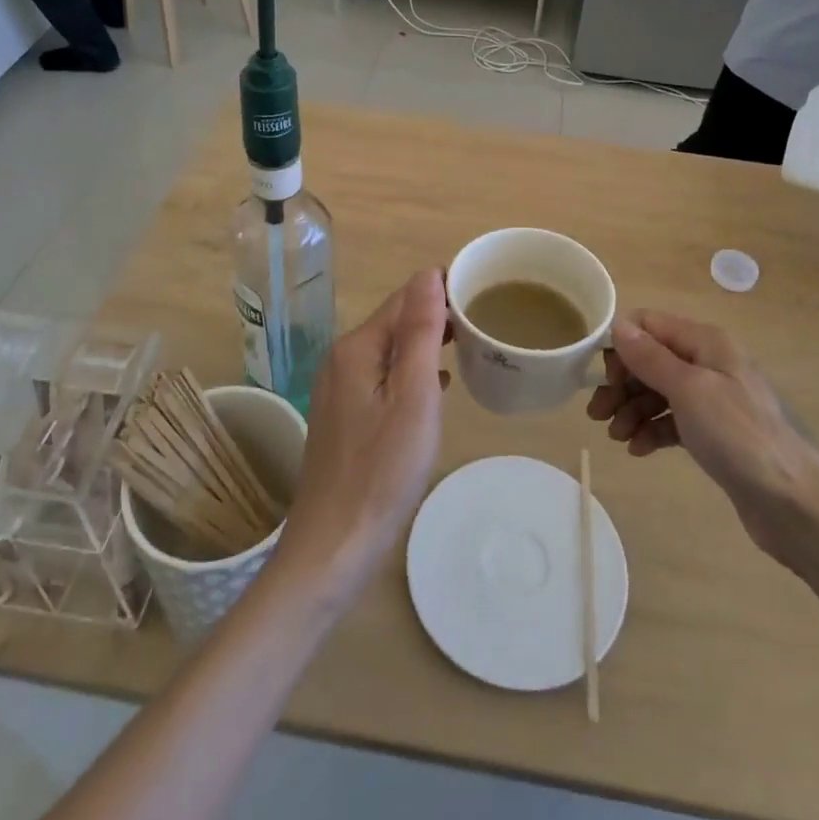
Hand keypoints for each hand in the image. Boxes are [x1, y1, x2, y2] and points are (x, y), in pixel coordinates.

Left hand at [274, 271, 450, 601]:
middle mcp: (343, 359)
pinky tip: (437, 385)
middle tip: (484, 318)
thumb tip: (429, 274)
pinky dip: (412, 371)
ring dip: (427, 342)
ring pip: (391, 350)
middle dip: (437, 314)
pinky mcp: (346, 416)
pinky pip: (385, 377)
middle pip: (396, 321)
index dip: (443, 289)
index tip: (483, 289)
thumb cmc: (382, 471)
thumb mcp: (412, 397)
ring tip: (469, 344)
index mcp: (358, 348)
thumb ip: (420, 332)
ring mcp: (340, 389)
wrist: (335, 546)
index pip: (405, 298)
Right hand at [587, 312, 818, 568]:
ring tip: (617, 437)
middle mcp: (709, 362)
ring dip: (632, 410)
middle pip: (651, 360)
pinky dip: (653, 430)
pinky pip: (673, 420)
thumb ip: (650, 357)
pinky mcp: (714, 433)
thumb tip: (618, 326)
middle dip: (622, 384)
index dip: (622, 346)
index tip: (604, 378)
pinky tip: (639, 449)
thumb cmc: (737, 435)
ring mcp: (713, 399)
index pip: (649, 325)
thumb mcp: (688, 389)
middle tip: (598, 414)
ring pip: (659, 392)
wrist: (792, 502)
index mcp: (706, 342)